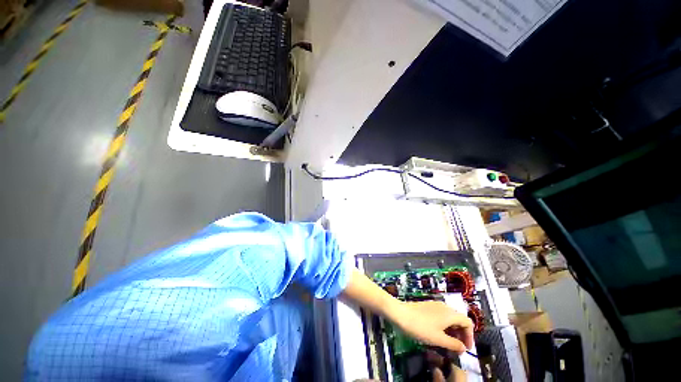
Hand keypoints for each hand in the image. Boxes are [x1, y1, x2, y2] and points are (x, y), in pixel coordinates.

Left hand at [388, 301, 473, 353]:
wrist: (400, 313)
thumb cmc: (420, 327)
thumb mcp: (438, 339)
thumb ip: (454, 344)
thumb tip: (464, 348)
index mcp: (450, 313)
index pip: (468, 322)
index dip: (470, 336)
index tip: (466, 349)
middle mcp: (444, 307)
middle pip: (459, 320)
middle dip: (461, 335)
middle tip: (457, 349)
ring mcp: (435, 305)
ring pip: (449, 319)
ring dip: (452, 332)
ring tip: (447, 344)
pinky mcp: (427, 307)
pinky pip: (441, 317)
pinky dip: (444, 327)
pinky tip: (437, 335)